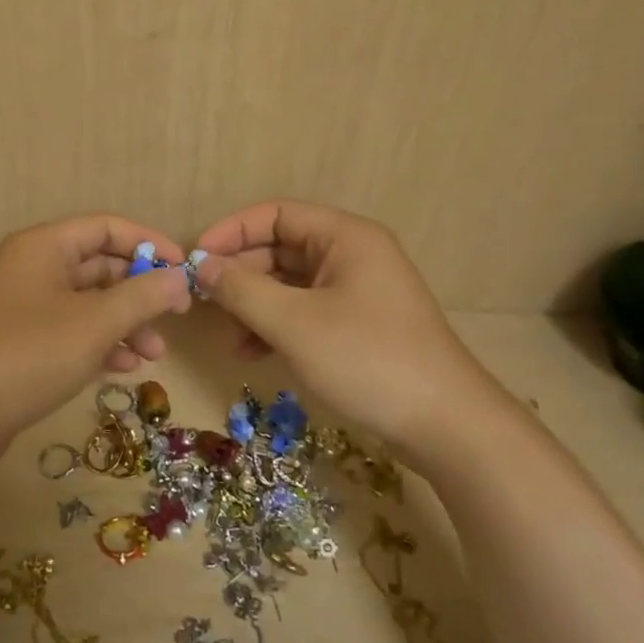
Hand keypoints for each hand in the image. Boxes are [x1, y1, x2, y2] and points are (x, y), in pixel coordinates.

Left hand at [0, 215, 194, 465]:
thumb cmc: (30, 354)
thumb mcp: (95, 323)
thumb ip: (143, 296)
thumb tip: (181, 277)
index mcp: (44, 246)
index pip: (106, 227)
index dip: (149, 243)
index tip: (184, 269)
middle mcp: (31, 266)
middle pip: (98, 265)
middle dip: (139, 292)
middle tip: (175, 318)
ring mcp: (22, 305)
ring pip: (86, 302)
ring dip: (123, 323)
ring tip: (153, 355)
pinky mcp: (19, 340)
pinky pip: (69, 330)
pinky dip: (98, 343)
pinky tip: (122, 368)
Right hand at [194, 200, 515, 464]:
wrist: (447, 427)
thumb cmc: (367, 360)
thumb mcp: (294, 323)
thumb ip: (241, 290)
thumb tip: (202, 266)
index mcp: (345, 237)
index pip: (276, 214)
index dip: (232, 231)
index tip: (196, 258)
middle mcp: (352, 255)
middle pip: (280, 248)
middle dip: (240, 274)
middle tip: (203, 301)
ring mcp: (357, 292)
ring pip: (289, 284)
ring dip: (253, 305)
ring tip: (227, 336)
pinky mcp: (358, 326)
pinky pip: (304, 312)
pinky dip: (275, 326)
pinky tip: (251, 354)